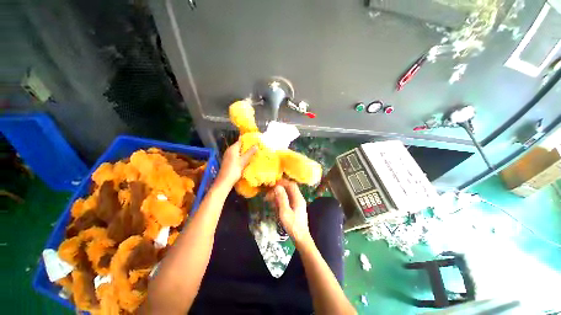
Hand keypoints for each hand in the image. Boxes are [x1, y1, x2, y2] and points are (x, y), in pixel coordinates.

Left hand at [216, 141, 256, 187]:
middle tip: (257, 146)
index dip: (248, 140)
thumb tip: (257, 145)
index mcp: (232, 149)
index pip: (240, 141)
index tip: (255, 140)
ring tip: (255, 152)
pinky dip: (243, 156)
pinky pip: (237, 156)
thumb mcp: (243, 161)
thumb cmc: (234, 170)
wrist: (224, 182)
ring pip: (239, 152)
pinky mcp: (229, 162)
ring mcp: (229, 156)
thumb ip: (250, 152)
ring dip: (246, 152)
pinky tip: (248, 159)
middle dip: (248, 146)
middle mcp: (230, 151)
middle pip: (240, 146)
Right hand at [272, 180, 311, 245]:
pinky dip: (280, 201)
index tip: (273, 184)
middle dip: (278, 190)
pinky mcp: (295, 208)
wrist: (301, 238)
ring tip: (269, 200)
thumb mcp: (285, 212)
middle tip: (269, 194)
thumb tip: (277, 187)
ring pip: (287, 195)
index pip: (291, 185)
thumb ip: (282, 199)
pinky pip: (287, 201)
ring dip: (278, 195)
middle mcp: (299, 199)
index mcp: (298, 198)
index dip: (283, 182)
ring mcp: (297, 204)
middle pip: (289, 189)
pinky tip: (274, 205)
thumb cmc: (293, 226)